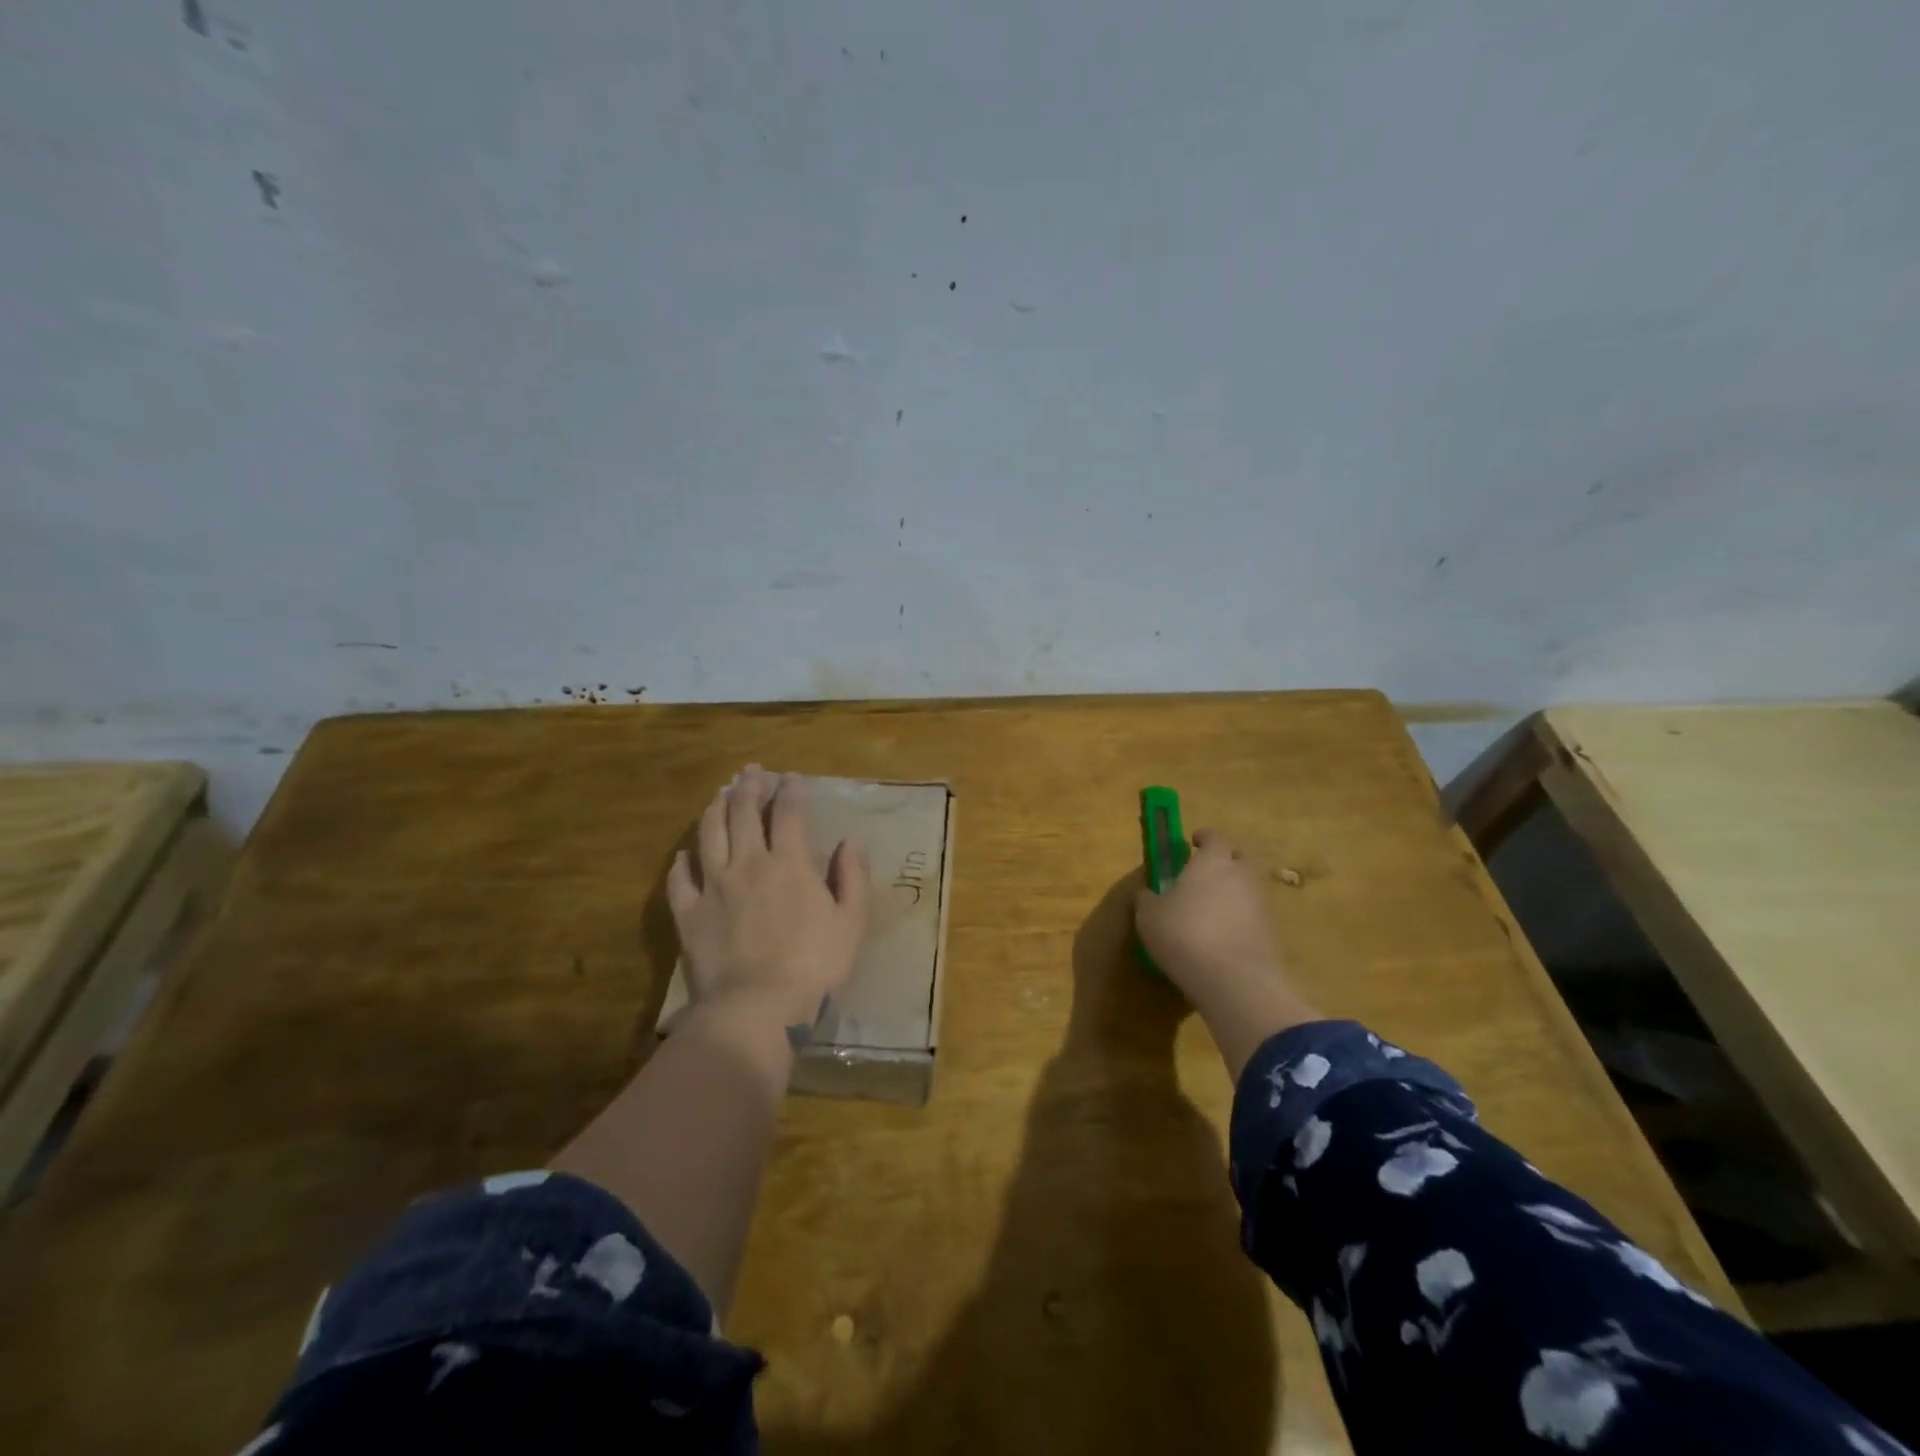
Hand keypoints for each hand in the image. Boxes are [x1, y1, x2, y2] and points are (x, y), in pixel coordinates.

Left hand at [667, 767, 869, 1035]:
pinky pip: (679, 879)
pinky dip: (682, 861)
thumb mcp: (852, 922)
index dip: (791, 790)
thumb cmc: (815, 966)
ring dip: (715, 809)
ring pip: (709, 834)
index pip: (789, 813)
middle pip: (743, 813)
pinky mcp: (688, 913)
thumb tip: (850, 840)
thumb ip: (852, 876)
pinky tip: (685, 853)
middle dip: (749, 786)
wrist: (758, 1008)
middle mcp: (748, 863)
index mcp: (789, 863)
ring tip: (721, 794)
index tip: (793, 777)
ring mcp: (713, 886)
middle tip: (752, 771)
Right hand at [1133, 828, 1320, 1077]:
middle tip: (1206, 871)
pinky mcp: (1271, 931)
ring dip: (1234, 891)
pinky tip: (1224, 934)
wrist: (1234, 979)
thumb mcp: (1149, 916)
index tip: (1193, 842)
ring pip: (1248, 886)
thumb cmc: (1184, 934)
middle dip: (1226, 860)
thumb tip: (1147, 893)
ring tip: (1212, 907)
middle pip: (1239, 857)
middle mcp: (1241, 875)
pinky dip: (1241, 917)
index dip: (1204, 838)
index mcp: (1212, 861)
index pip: (1214, 837)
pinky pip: (1254, 914)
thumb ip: (1147, 898)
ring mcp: (1261, 903)